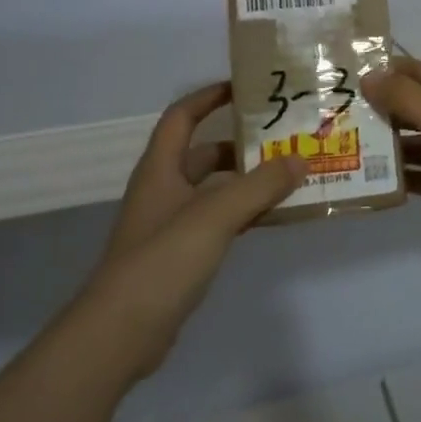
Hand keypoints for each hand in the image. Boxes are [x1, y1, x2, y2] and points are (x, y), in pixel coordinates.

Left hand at [79, 81, 304, 380]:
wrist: (119, 334)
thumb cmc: (162, 261)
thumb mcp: (216, 214)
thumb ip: (261, 185)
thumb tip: (301, 158)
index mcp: (161, 170)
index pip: (182, 117)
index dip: (209, 97)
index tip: (246, 87)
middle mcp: (164, 191)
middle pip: (203, 153)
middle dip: (241, 143)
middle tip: (283, 136)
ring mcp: (170, 225)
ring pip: (214, 189)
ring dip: (247, 179)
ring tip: (290, 173)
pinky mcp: (180, 256)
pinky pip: (219, 220)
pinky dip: (244, 212)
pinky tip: (273, 216)